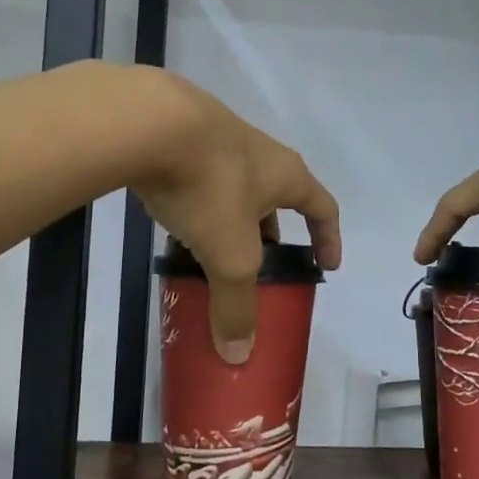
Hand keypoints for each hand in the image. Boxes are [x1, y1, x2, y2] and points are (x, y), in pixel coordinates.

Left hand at [131, 73, 341, 363]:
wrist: (149, 121)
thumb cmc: (210, 187)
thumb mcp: (229, 255)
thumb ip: (236, 305)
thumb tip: (239, 356)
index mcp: (286, 176)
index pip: (323, 208)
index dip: (329, 238)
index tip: (327, 266)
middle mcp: (259, 153)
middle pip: (277, 197)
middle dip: (272, 233)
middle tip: (261, 264)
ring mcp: (218, 139)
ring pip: (234, 188)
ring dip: (231, 218)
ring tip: (213, 249)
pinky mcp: (180, 136)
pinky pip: (199, 178)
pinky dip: (196, 204)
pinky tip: (174, 221)